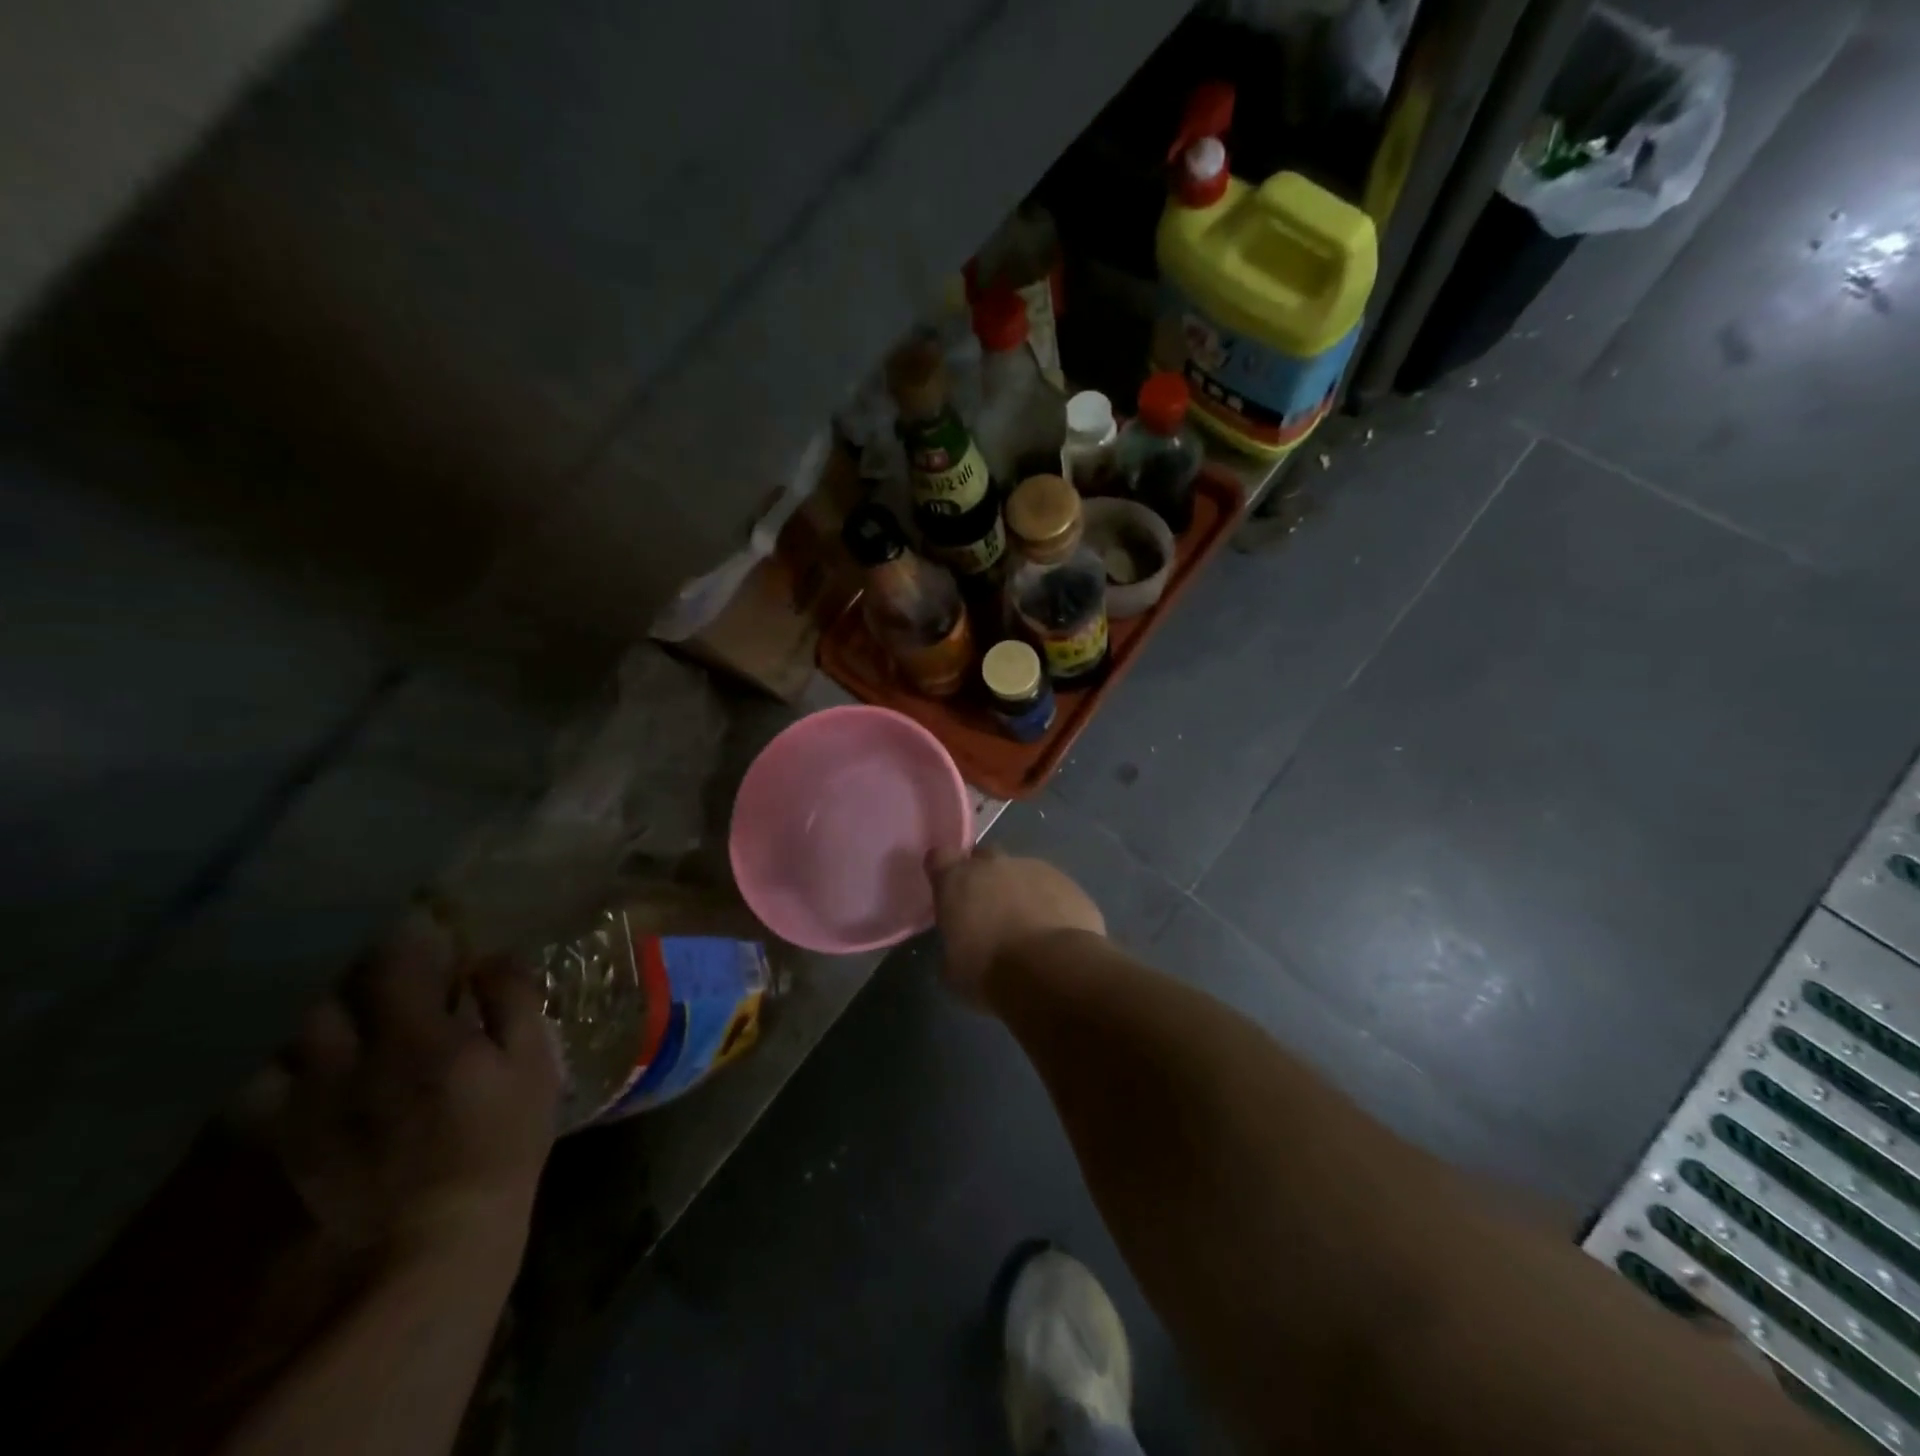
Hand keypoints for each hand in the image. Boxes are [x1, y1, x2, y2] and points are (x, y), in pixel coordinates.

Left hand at [236, 913, 562, 1266]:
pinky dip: (280, 1068)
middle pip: (334, 992)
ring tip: (346, 1021)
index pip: (396, 960)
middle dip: (361, 976)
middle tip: (390, 981)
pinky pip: (260, 1087)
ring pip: (291, 1034)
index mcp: (419, 1038)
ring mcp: (310, 1102)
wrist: (434, 1240)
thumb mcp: (533, 1067)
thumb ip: (514, 1003)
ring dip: (320, 1018)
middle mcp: (353, 1060)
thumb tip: (492, 958)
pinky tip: (308, 1072)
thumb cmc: (500, 1144)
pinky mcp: (285, 1141)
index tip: (434, 941)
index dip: (412, 941)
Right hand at [926, 847, 1105, 1001]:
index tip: (948, 890)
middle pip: (984, 858)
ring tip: (1028, 927)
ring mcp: (1034, 868)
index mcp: (957, 881)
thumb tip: (962, 945)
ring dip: (1020, 891)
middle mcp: (994, 865)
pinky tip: (1055, 933)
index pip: (940, 857)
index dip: (944, 871)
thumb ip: (954, 945)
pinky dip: (1050, 903)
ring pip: (1021, 872)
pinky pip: (1052, 887)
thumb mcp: (954, 970)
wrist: (1053, 971)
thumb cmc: (991, 972)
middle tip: (989, 910)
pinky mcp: (1067, 882)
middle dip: (985, 877)